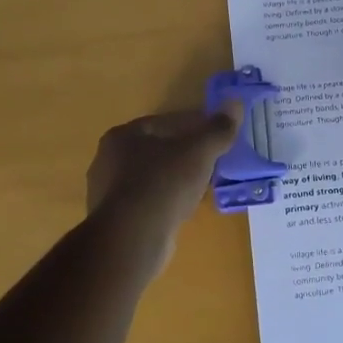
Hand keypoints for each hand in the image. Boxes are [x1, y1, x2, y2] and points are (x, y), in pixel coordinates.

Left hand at [86, 103, 242, 272]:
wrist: (132, 238)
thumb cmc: (163, 184)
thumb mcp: (199, 152)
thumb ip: (218, 129)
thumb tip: (235, 103)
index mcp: (122, 135)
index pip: (164, 123)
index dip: (194, 126)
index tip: (216, 135)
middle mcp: (108, 160)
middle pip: (156, 150)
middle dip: (185, 154)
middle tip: (212, 161)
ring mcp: (108, 193)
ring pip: (152, 178)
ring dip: (176, 179)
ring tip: (203, 187)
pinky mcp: (115, 220)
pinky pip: (148, 202)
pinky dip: (166, 201)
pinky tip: (184, 209)